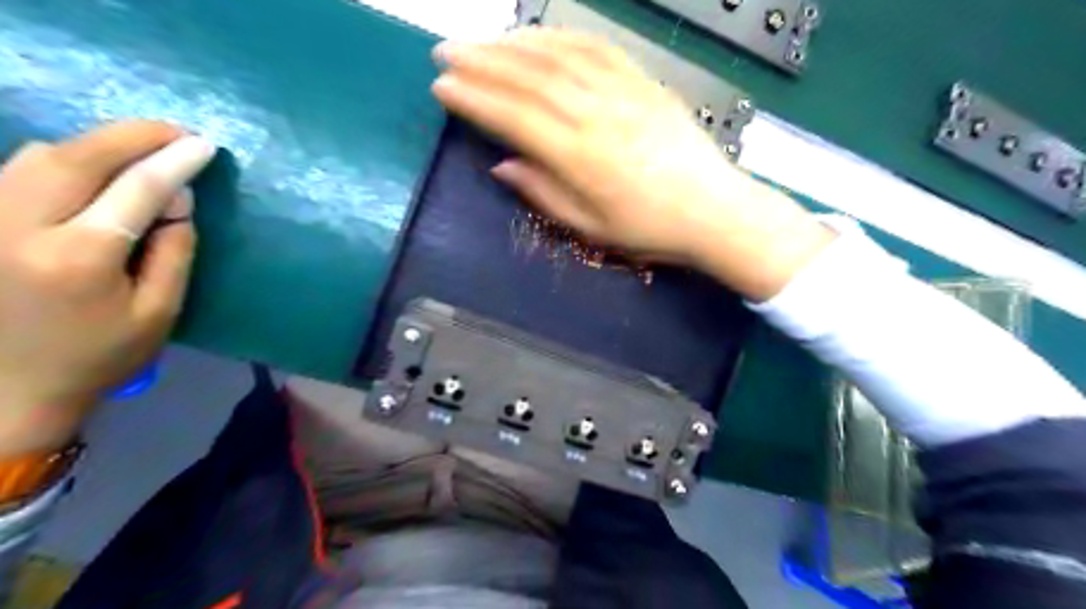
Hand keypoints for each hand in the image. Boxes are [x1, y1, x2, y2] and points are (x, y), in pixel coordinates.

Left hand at [0, 122, 217, 456]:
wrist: (4, 390)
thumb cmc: (98, 355)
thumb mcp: (159, 312)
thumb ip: (174, 251)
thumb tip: (180, 198)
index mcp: (78, 258)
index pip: (136, 190)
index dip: (174, 162)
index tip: (204, 144)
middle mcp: (18, 228)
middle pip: (77, 157)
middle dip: (132, 136)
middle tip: (176, 132)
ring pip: (40, 155)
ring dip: (98, 144)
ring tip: (142, 147)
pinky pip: (17, 170)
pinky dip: (64, 158)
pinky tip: (96, 166)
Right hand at [433, 28, 832, 300]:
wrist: (712, 209)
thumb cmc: (648, 228)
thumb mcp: (589, 227)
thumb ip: (543, 192)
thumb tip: (502, 165)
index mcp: (579, 157)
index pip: (513, 117)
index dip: (473, 99)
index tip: (442, 86)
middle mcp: (596, 115)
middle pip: (529, 77)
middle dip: (480, 61)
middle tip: (446, 52)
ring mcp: (622, 91)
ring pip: (558, 55)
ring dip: (513, 44)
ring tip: (482, 42)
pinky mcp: (643, 81)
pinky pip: (596, 47)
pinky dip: (560, 36)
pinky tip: (538, 35)